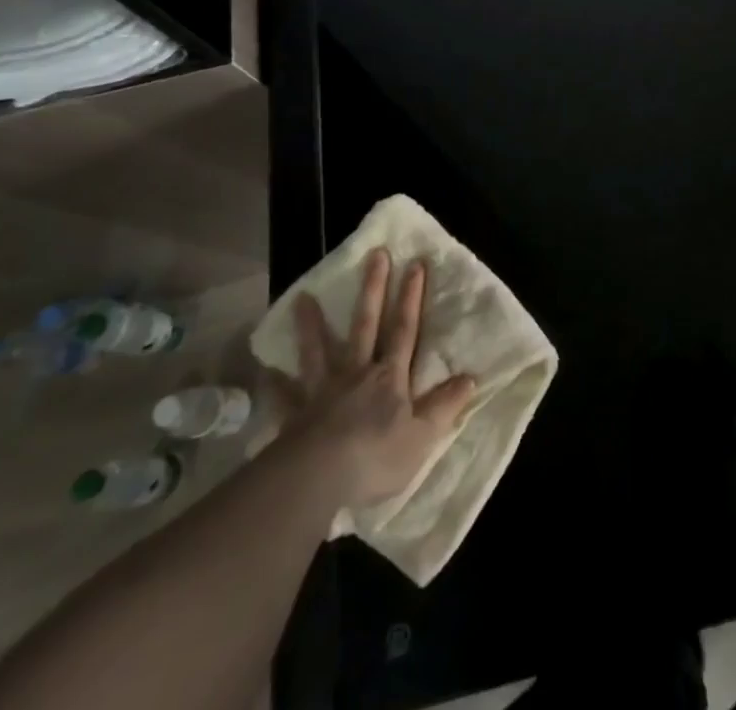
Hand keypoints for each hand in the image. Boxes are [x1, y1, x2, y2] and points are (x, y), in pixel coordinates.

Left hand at [262, 250, 475, 524]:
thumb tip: (470, 378)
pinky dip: (275, 383)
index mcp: (389, 377)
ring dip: (312, 325)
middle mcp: (357, 374)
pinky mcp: (295, 416)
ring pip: (319, 351)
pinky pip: (284, 396)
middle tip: (375, 255)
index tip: (415, 263)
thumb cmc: (375, 457)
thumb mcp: (422, 437)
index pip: (405, 330)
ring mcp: (323, 392)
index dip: (412, 297)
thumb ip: (445, 407)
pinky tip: (265, 370)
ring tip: (303, 298)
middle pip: (366, 325)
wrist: (316, 480)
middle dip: (373, 289)